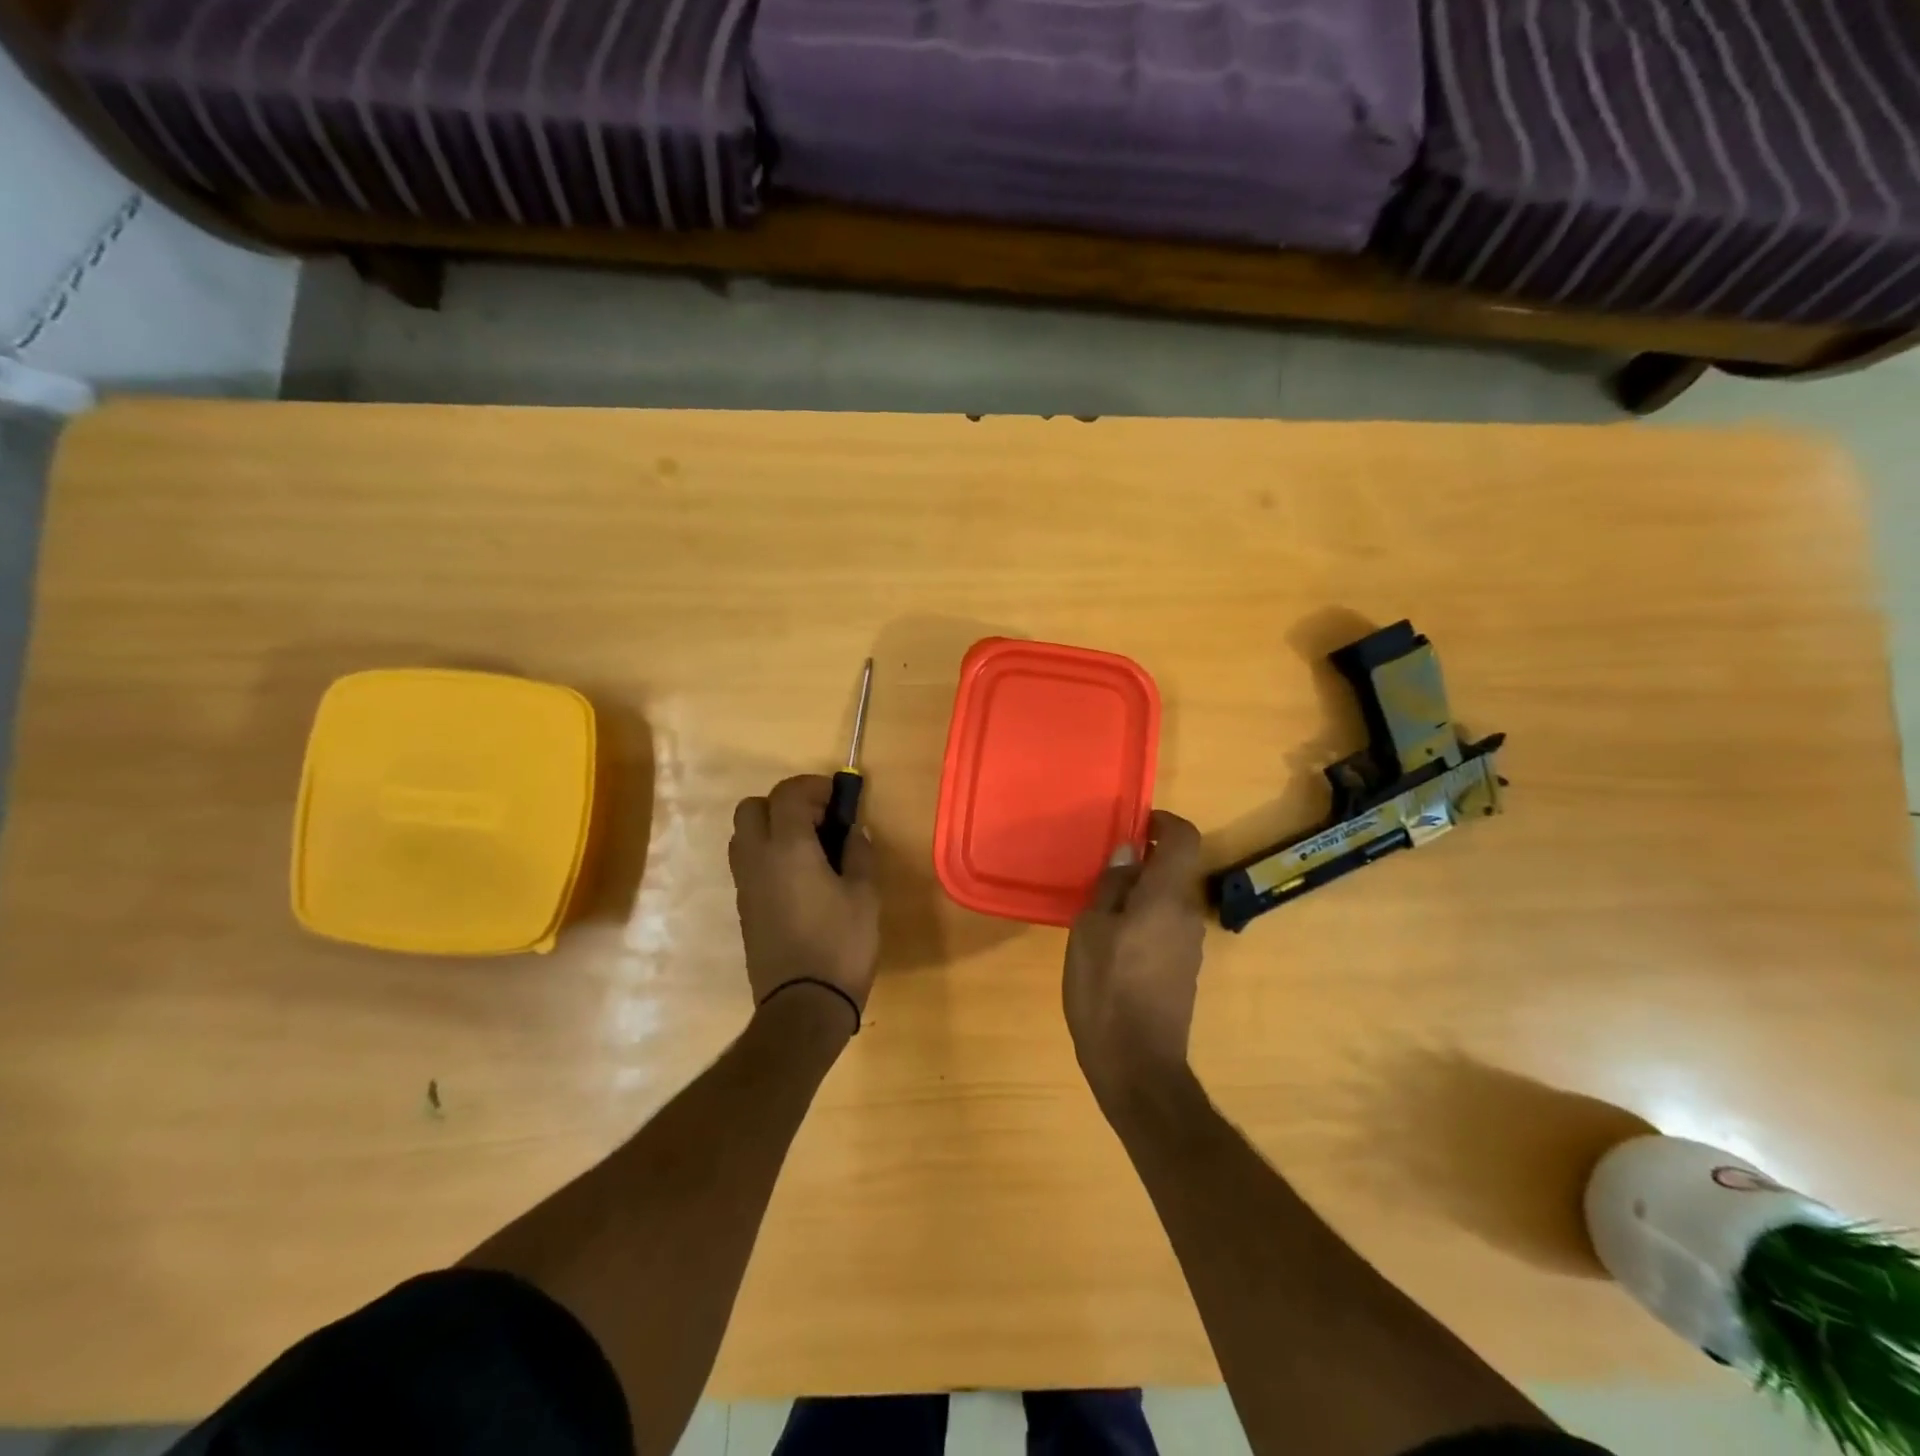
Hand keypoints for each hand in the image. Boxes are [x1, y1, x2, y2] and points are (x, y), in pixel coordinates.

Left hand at [729, 775, 881, 1022]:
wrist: (803, 1006)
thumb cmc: (841, 945)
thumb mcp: (865, 895)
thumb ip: (858, 854)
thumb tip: (853, 830)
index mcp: (788, 848)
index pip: (787, 794)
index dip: (813, 787)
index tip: (838, 799)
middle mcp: (757, 859)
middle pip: (752, 808)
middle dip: (784, 804)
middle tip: (818, 821)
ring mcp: (745, 886)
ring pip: (743, 836)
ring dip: (772, 829)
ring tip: (808, 849)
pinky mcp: (744, 909)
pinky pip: (748, 865)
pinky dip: (768, 856)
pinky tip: (799, 878)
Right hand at [1064, 810, 1206, 1105]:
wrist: (1137, 1065)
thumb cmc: (1105, 989)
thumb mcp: (1090, 930)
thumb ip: (1111, 886)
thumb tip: (1128, 854)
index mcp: (1166, 898)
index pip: (1185, 839)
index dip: (1165, 822)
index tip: (1135, 823)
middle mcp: (1186, 915)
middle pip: (1175, 871)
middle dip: (1143, 862)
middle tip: (1101, 872)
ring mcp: (1189, 946)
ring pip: (1168, 901)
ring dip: (1141, 894)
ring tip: (1100, 911)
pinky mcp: (1183, 970)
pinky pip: (1166, 927)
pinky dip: (1144, 920)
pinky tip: (1112, 944)